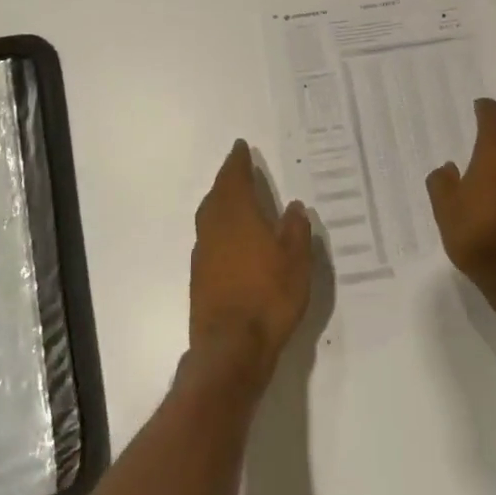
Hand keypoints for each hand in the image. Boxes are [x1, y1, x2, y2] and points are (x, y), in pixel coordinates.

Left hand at [190, 141, 311, 382]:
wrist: (231, 347)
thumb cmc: (269, 298)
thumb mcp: (296, 262)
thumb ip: (295, 231)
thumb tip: (293, 206)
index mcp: (238, 216)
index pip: (235, 179)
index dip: (238, 162)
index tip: (240, 147)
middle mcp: (215, 228)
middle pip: (217, 195)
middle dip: (227, 179)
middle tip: (237, 168)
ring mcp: (203, 253)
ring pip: (209, 216)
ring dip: (220, 201)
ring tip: (233, 198)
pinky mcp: (199, 276)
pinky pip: (208, 237)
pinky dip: (218, 227)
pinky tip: (229, 238)